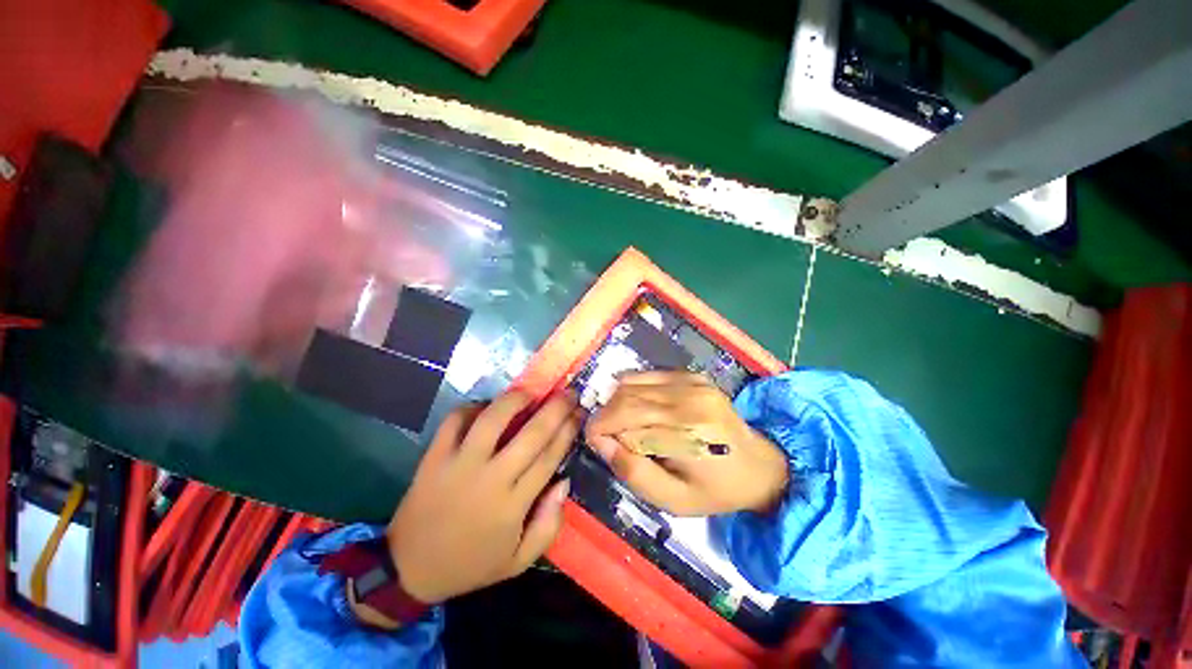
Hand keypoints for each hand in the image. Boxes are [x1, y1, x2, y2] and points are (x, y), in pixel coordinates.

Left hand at [384, 391, 579, 604]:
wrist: (408, 569)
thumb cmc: (471, 564)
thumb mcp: (518, 561)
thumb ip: (549, 526)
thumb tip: (564, 481)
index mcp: (513, 504)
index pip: (549, 456)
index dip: (568, 430)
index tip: (580, 413)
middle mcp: (490, 478)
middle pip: (531, 433)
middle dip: (555, 408)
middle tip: (568, 393)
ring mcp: (459, 464)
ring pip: (493, 419)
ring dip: (516, 399)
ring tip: (530, 392)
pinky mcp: (434, 456)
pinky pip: (455, 420)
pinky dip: (472, 407)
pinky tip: (486, 406)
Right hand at [585, 371, 787, 515]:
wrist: (758, 465)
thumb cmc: (715, 490)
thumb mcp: (674, 500)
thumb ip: (634, 473)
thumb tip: (601, 442)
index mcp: (687, 434)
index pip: (626, 422)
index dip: (601, 431)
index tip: (595, 443)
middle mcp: (689, 400)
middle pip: (626, 399)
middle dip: (604, 416)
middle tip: (602, 435)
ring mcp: (692, 383)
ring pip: (632, 384)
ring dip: (616, 403)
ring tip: (618, 423)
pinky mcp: (691, 375)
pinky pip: (647, 375)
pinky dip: (631, 389)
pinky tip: (635, 407)